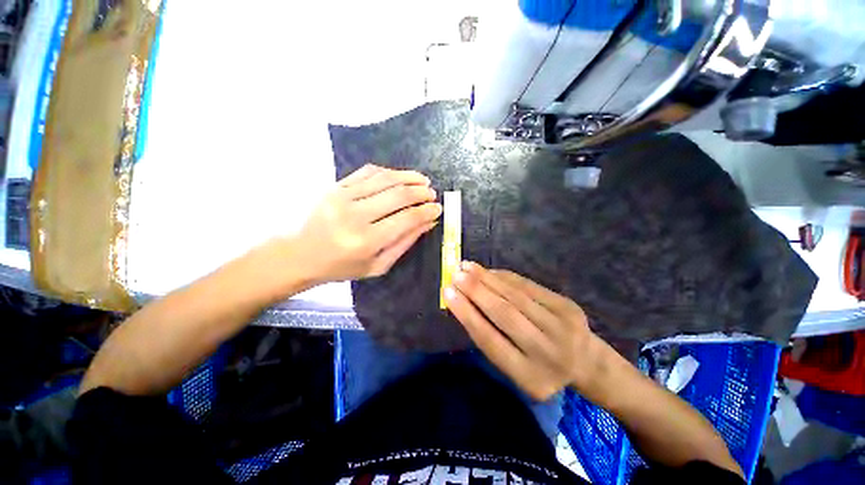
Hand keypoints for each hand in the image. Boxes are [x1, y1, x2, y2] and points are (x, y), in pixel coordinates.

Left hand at [294, 164, 441, 283]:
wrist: (300, 254)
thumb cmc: (341, 267)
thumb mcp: (377, 265)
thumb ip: (405, 243)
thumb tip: (428, 222)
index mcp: (367, 241)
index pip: (406, 219)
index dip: (426, 211)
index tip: (438, 208)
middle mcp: (355, 215)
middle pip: (398, 194)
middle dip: (421, 192)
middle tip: (432, 194)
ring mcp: (343, 197)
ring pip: (385, 178)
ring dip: (408, 177)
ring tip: (422, 180)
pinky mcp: (336, 186)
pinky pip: (367, 172)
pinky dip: (388, 172)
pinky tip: (399, 176)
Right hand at [443, 262, 600, 400]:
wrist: (587, 362)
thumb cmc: (540, 367)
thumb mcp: (515, 368)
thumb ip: (492, 340)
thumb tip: (465, 303)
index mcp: (529, 376)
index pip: (490, 340)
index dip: (466, 314)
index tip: (447, 293)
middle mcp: (547, 352)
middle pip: (504, 314)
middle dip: (476, 291)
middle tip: (455, 274)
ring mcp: (562, 326)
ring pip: (516, 296)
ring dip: (488, 279)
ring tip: (467, 266)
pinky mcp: (567, 306)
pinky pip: (529, 286)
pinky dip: (505, 277)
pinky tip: (489, 271)